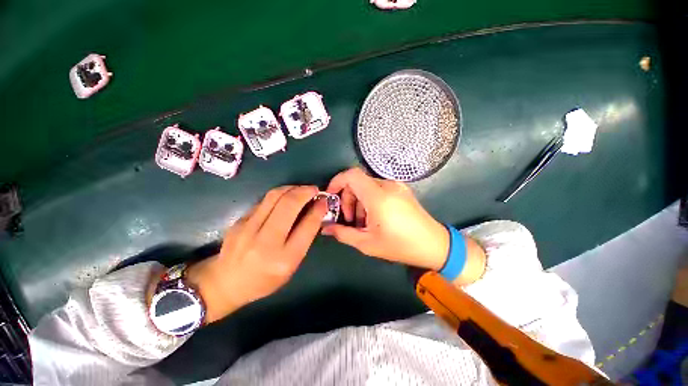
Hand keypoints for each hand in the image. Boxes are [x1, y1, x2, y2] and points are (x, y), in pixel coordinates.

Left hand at [186, 186, 326, 323]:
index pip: (307, 226)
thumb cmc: (265, 279)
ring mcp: (249, 229)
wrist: (226, 282)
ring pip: (274, 196)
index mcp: (285, 259)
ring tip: (301, 189)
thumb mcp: (292, 265)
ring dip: (292, 188)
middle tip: (314, 190)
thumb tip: (315, 212)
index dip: (318, 209)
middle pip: (289, 205)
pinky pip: (264, 201)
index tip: (324, 200)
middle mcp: (266, 242)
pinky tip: (285, 196)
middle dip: (305, 192)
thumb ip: (304, 238)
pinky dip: (279, 194)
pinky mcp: (239, 220)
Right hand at [322, 168, 449, 269]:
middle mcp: (387, 185)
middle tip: (349, 219)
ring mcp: (396, 186)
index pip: (351, 175)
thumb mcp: (367, 243)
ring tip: (362, 222)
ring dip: (358, 201)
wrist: (434, 245)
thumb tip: (325, 228)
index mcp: (378, 196)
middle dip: (347, 198)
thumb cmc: (400, 246)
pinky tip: (374, 217)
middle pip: (357, 181)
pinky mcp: (401, 189)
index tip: (331, 197)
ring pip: (367, 185)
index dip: (337, 182)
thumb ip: (343, 233)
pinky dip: (369, 200)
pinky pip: (378, 188)